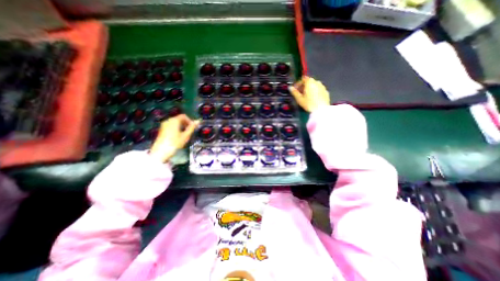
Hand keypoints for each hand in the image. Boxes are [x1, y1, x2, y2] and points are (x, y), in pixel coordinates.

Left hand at [151, 114, 199, 161]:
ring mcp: (164, 125)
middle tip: (190, 131)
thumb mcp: (186, 135)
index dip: (190, 120)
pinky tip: (179, 136)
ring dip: (181, 126)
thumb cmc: (175, 143)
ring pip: (175, 122)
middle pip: (179, 119)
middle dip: (186, 123)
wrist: (161, 151)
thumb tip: (198, 121)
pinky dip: (176, 128)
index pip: (184, 116)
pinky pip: (171, 126)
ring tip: (185, 134)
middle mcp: (168, 120)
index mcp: (174, 120)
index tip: (193, 127)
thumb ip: (192, 127)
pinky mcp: (162, 130)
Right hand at [292, 77, 330, 112]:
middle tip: (300, 93)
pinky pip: (319, 90)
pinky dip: (315, 92)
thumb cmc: (309, 104)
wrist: (321, 110)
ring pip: (314, 86)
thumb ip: (294, 92)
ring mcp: (322, 87)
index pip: (303, 79)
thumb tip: (290, 87)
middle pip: (309, 82)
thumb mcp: (299, 99)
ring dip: (310, 89)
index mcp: (310, 82)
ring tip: (306, 97)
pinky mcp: (326, 92)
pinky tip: (313, 99)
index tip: (295, 89)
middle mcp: (317, 82)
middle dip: (304, 86)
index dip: (298, 83)